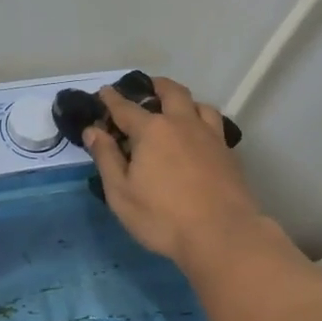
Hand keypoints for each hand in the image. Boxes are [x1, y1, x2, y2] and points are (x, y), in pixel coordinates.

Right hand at [82, 76, 277, 269]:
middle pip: (170, 92)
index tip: (103, 92)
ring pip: (199, 104)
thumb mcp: (121, 193)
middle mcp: (183, 123)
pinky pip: (214, 124)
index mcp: (152, 130)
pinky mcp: (228, 152)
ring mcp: (210, 136)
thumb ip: (106, 158)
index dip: (111, 99)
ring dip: (184, 101)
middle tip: (146, 88)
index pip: (126, 107)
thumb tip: (93, 130)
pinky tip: (199, 136)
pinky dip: (202, 121)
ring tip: (176, 110)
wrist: (222, 234)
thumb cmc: (163, 217)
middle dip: (155, 86)